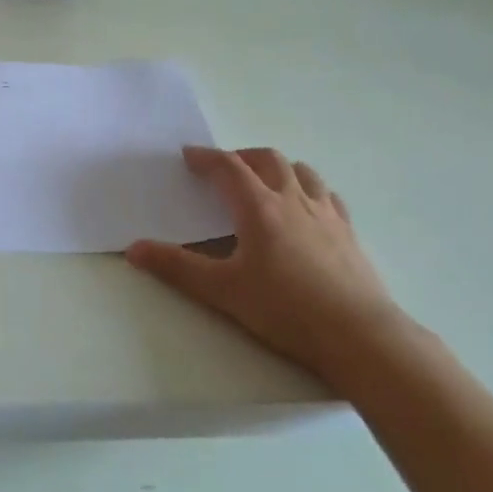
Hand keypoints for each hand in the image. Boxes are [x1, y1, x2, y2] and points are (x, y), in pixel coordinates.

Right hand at [125, 146, 407, 388]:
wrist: (359, 335)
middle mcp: (293, 199)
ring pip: (301, 171)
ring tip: (264, 180)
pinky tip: (306, 207)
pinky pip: (327, 195)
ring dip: (277, 167)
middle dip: (240, 156)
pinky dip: (309, 189)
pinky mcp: (348, 232)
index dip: (205, 157)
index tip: (188, 156)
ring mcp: (325, 213)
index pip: (227, 167)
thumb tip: (133, 249)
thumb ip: (176, 268)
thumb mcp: (223, 291)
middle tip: (223, 169)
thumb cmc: (285, 309)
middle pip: (266, 159)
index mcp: (259, 207)